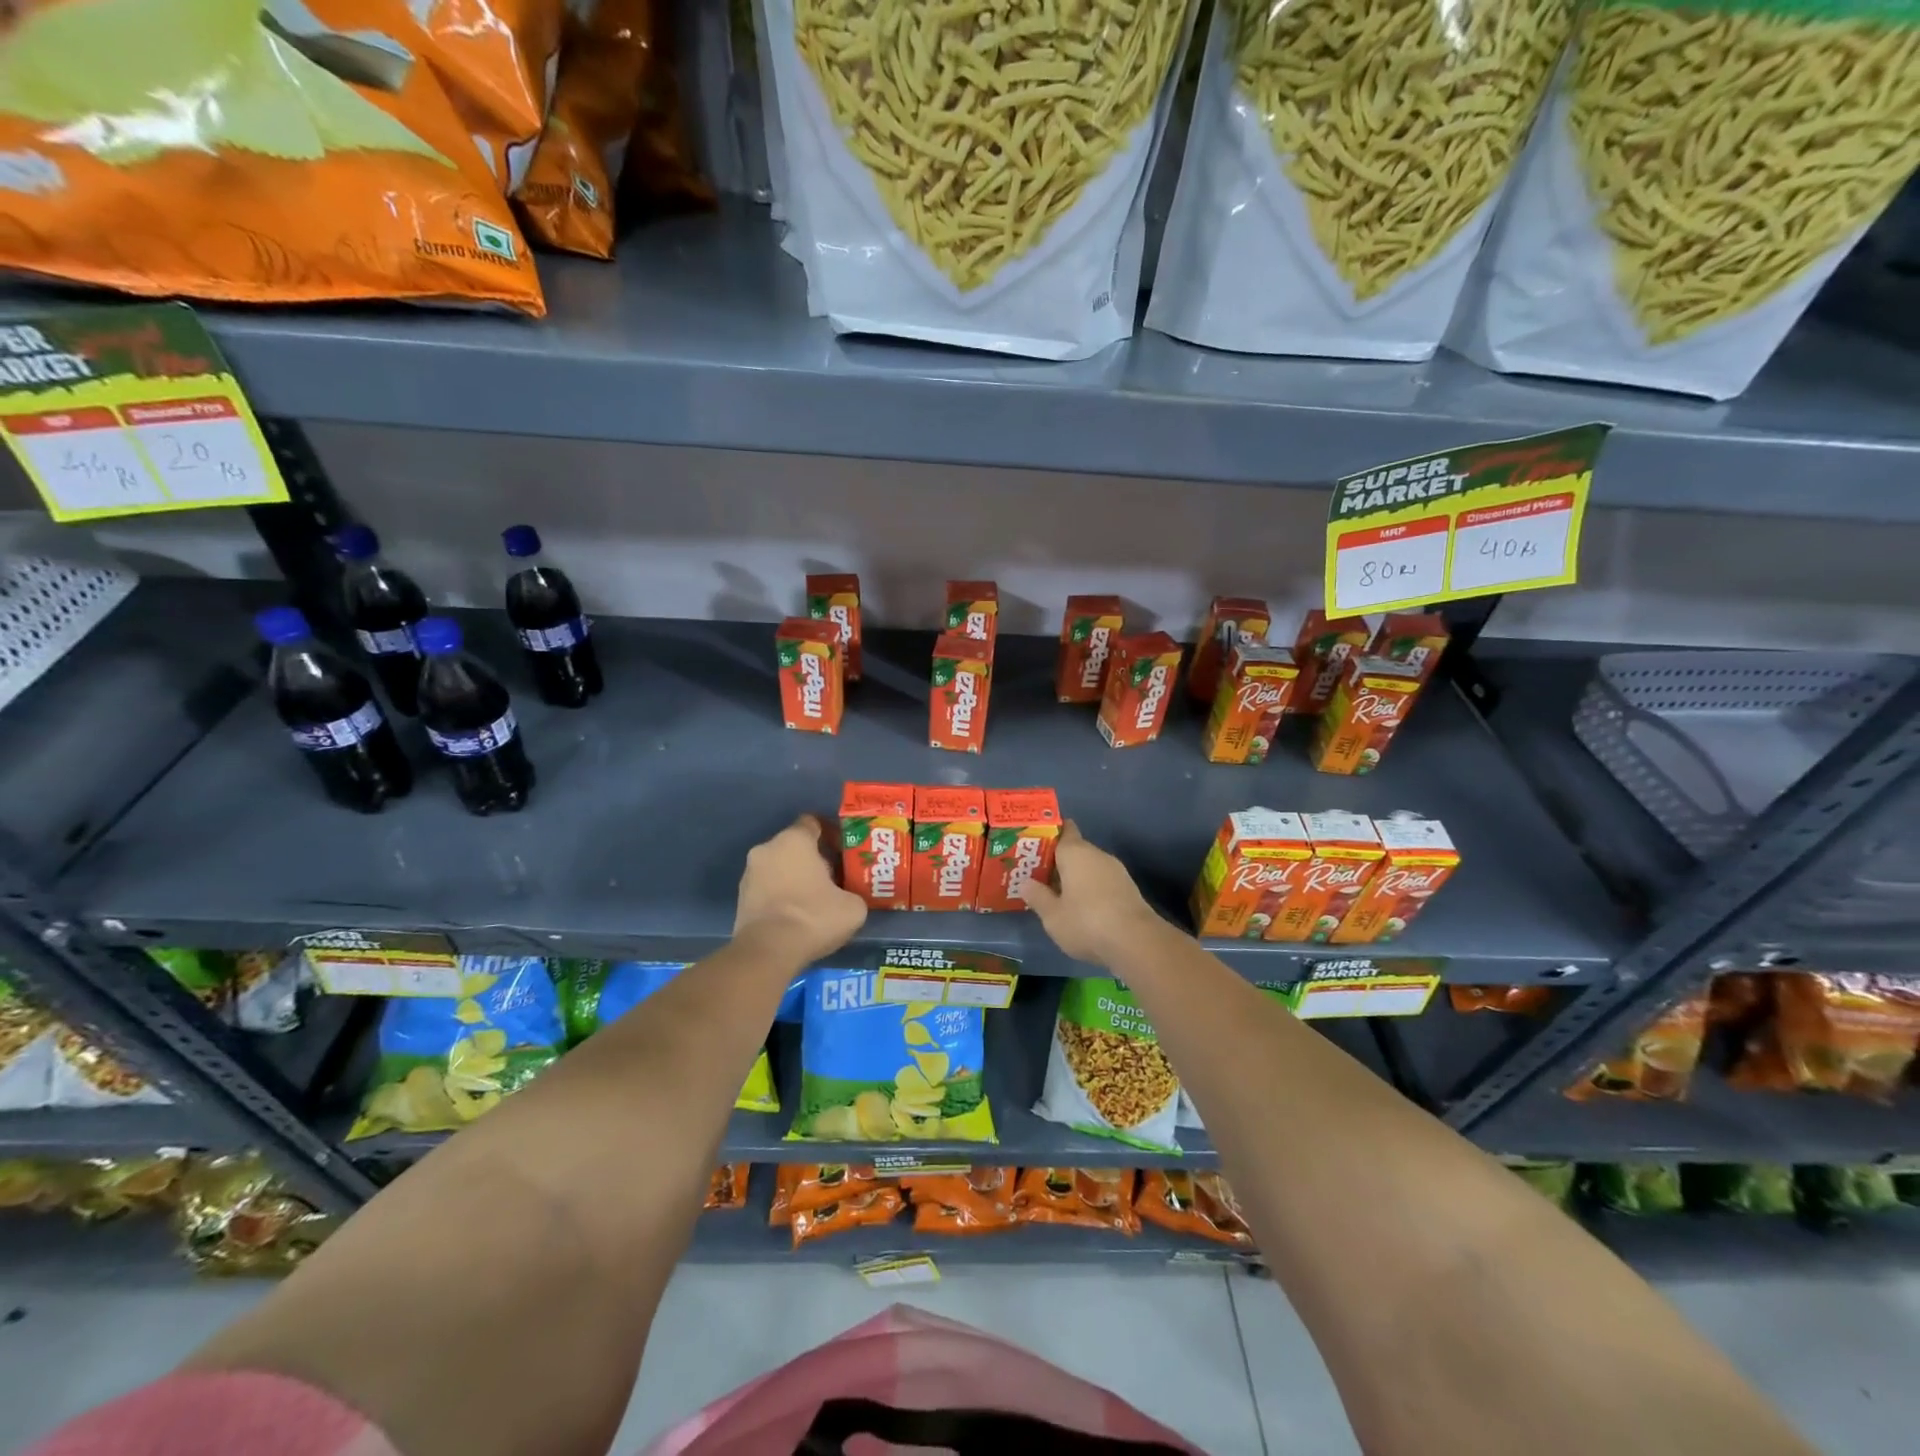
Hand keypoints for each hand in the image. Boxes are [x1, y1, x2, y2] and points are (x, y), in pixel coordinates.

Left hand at [734, 815, 866, 964]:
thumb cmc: (813, 917)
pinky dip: (781, 897)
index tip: (844, 854)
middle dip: (815, 860)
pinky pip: (767, 889)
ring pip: (780, 868)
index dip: (831, 835)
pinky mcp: (740, 899)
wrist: (768, 952)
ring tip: (816, 903)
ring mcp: (749, 874)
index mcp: (794, 840)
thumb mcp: (853, 906)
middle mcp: (767, 848)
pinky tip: (796, 918)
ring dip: (796, 879)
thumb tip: (849, 898)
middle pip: (796, 847)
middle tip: (834, 882)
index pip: (813, 822)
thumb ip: (854, 892)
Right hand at [1018, 821, 1163, 966]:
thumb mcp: (1053, 915)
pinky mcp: (1128, 889)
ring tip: (1056, 894)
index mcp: (1075, 852)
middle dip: (1058, 861)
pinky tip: (1081, 908)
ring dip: (1075, 877)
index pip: (1063, 830)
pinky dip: (1090, 889)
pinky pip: (1102, 882)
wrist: (1136, 941)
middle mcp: (1097, 854)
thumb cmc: (1086, 922)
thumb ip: (1037, 896)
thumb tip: (1026, 883)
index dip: (1049, 834)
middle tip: (1037, 875)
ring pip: (1089, 867)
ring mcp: (1116, 871)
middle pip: (1075, 850)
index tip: (1035, 844)